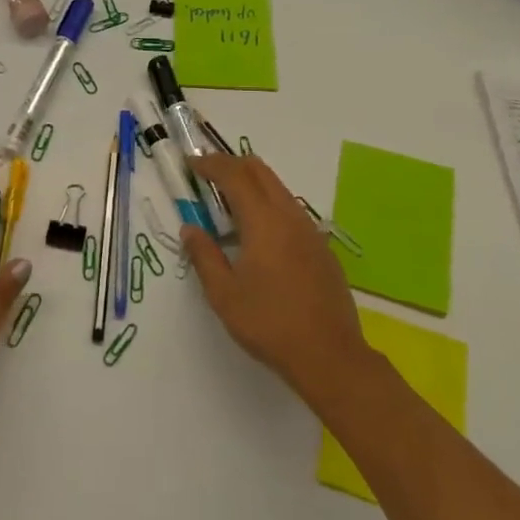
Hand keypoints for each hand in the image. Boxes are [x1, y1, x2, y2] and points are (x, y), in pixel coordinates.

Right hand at [182, 153, 370, 408]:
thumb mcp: (224, 294)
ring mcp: (309, 229)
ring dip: (252, 183)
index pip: (234, 175)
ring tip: (229, 203)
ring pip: (277, 187)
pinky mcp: (321, 246)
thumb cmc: (270, 323)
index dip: (210, 163)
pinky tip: (259, 234)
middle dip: (231, 164)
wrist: (330, 356)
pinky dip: (268, 204)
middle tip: (208, 175)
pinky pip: (290, 209)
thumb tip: (190, 229)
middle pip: (259, 170)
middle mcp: (289, 214)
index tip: (191, 163)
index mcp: (263, 220)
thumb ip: (204, 256)